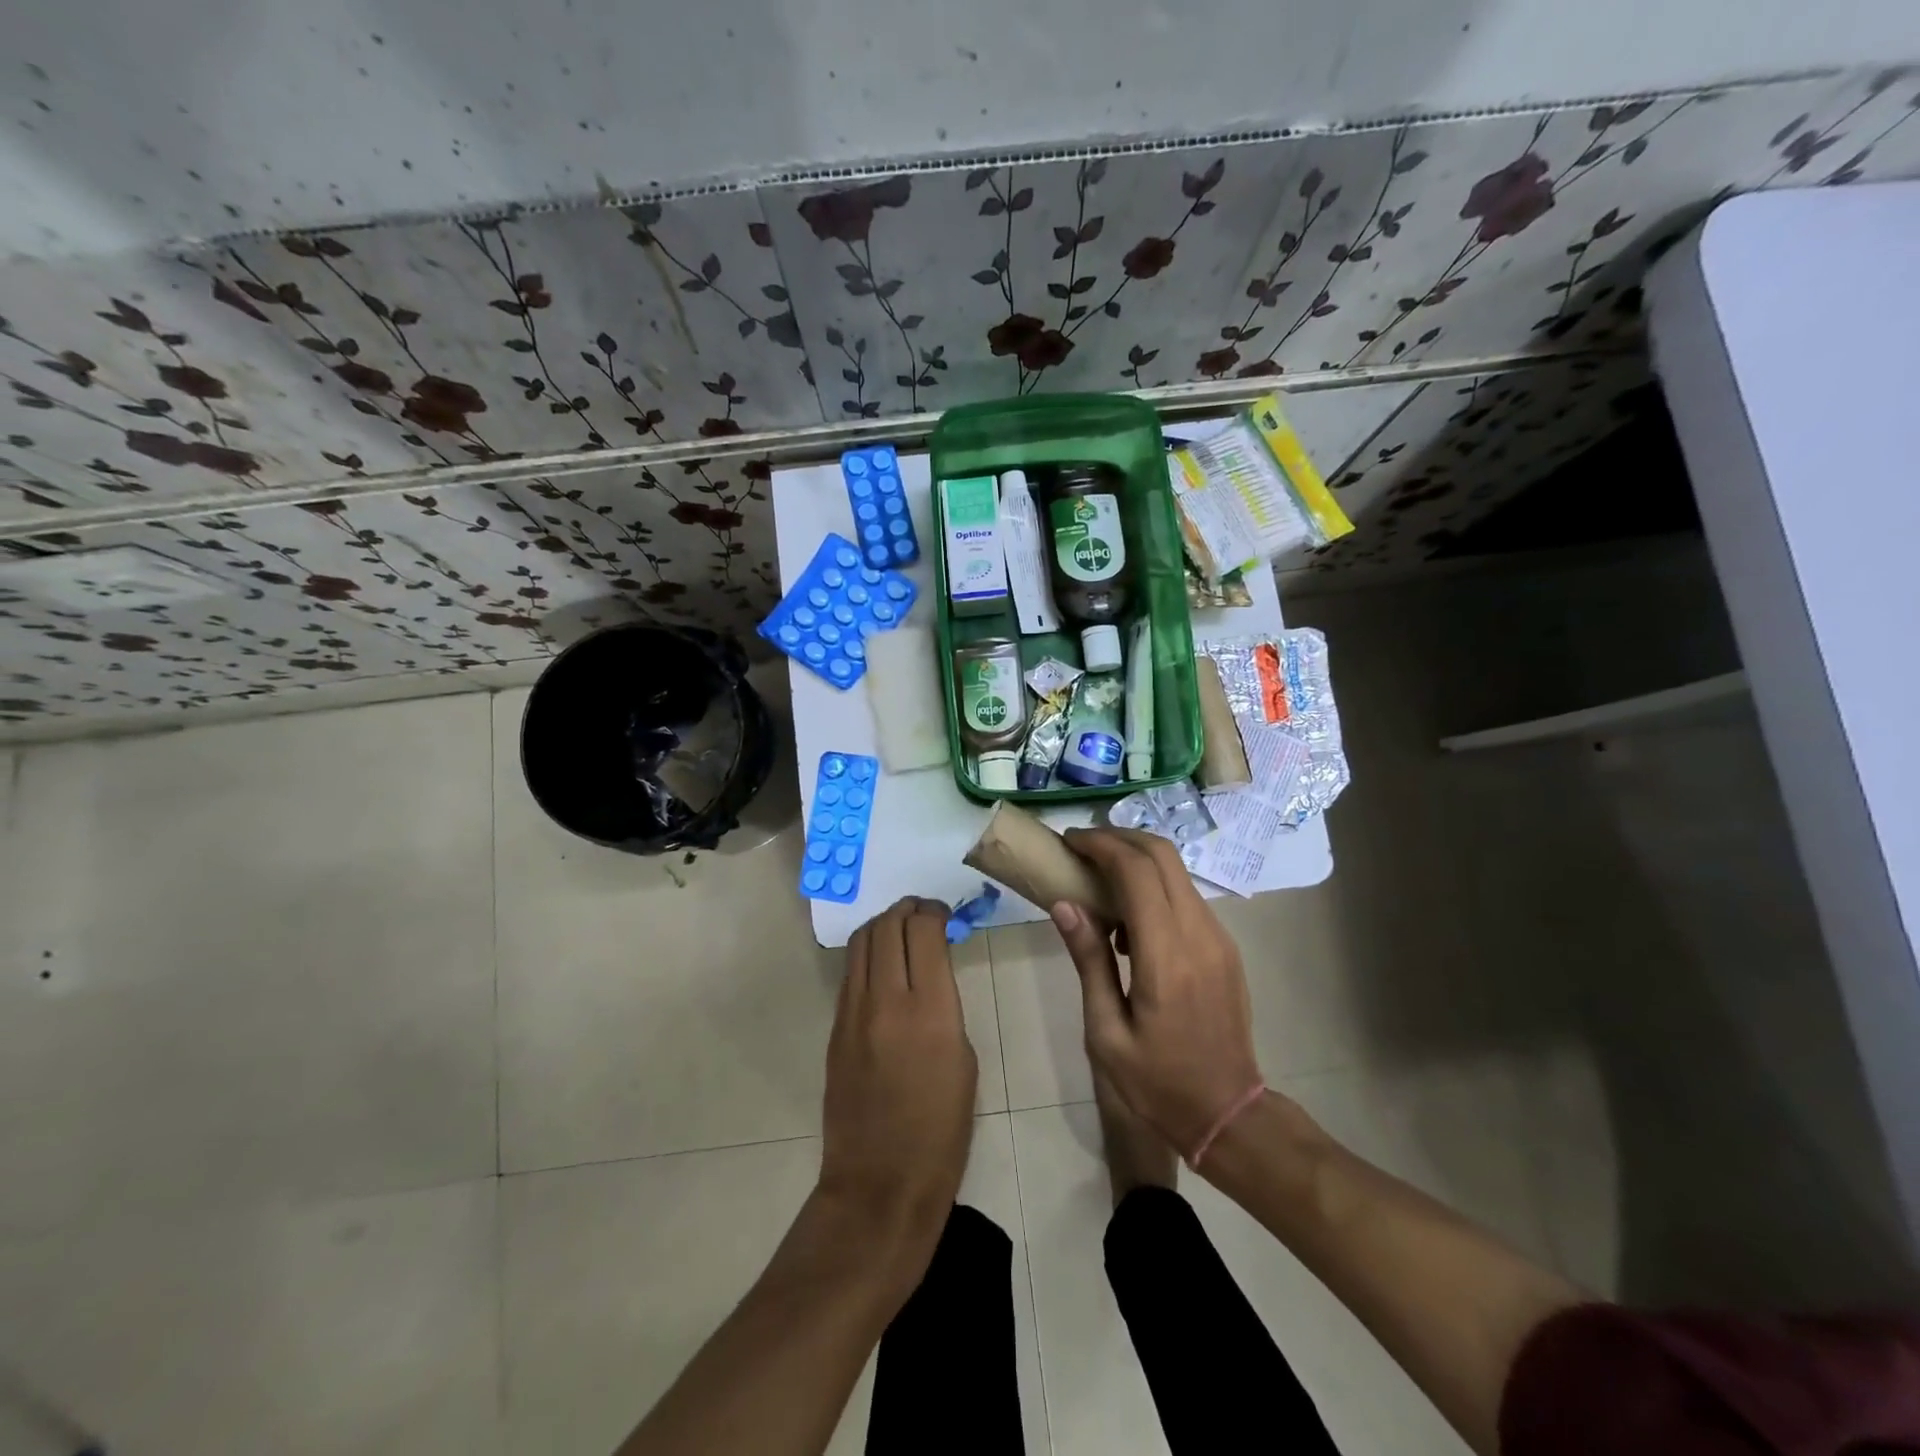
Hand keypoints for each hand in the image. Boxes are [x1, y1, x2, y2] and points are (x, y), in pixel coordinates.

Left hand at [818, 897, 976, 1257]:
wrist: (881, 1182)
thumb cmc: (941, 1130)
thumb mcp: (963, 1059)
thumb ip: (945, 1005)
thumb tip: (931, 974)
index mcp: (930, 1010)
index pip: (923, 931)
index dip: (934, 912)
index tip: (944, 913)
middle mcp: (886, 1000)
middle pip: (888, 926)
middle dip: (907, 909)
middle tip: (923, 912)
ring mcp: (853, 1013)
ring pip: (862, 943)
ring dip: (883, 925)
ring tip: (901, 928)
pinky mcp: (835, 1029)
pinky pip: (851, 974)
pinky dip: (868, 955)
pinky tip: (882, 964)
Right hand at [1051, 828, 1262, 1159]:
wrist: (1228, 1112)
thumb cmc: (1157, 1082)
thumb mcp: (1107, 1031)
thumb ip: (1089, 960)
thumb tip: (1065, 904)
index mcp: (1166, 957)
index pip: (1136, 871)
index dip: (1100, 845)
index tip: (1069, 842)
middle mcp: (1199, 934)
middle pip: (1163, 855)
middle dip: (1119, 839)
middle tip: (1082, 849)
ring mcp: (1218, 937)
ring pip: (1177, 871)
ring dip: (1137, 862)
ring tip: (1099, 886)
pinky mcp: (1224, 946)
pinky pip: (1186, 896)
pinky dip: (1154, 887)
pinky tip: (1130, 923)